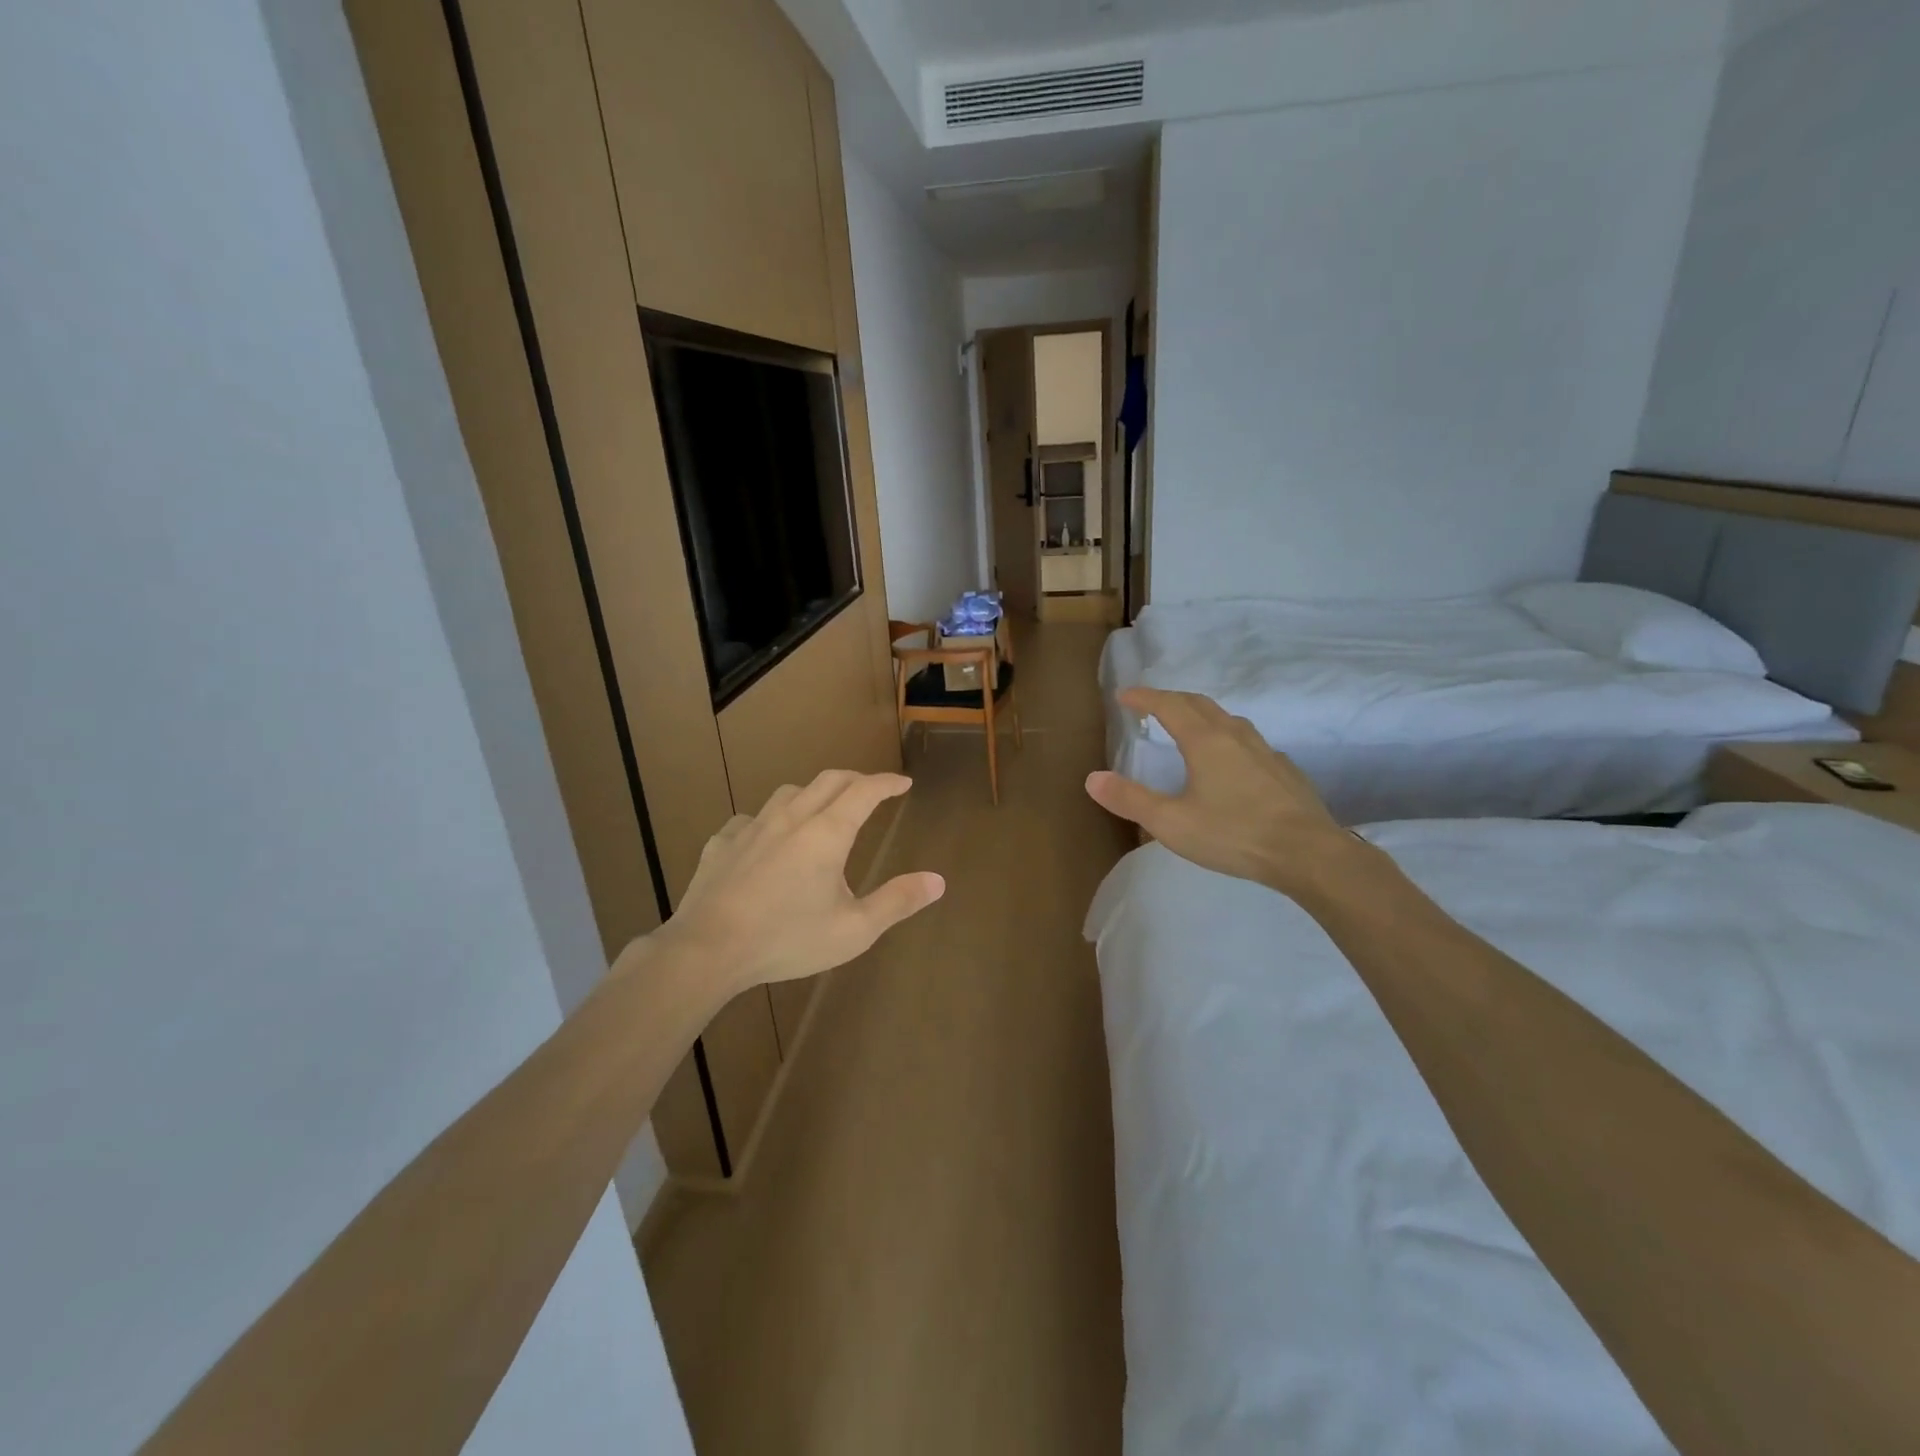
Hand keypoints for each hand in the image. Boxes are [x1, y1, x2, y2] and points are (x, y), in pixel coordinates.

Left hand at [654, 769, 944, 997]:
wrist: (708, 950)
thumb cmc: (787, 939)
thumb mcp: (854, 930)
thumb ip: (897, 902)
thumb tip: (938, 881)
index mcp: (827, 833)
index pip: (865, 791)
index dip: (887, 783)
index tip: (903, 783)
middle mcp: (791, 818)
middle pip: (828, 780)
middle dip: (855, 780)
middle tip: (871, 790)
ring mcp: (752, 828)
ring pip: (788, 793)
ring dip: (813, 794)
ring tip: (820, 809)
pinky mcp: (721, 843)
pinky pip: (749, 820)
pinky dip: (768, 822)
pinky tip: (765, 840)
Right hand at [1085, 688, 1368, 897]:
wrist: (1309, 853)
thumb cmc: (1234, 834)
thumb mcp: (1171, 822)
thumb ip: (1130, 799)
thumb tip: (1092, 778)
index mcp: (1205, 741)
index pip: (1169, 705)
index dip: (1144, 697)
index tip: (1123, 696)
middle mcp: (1235, 736)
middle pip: (1199, 704)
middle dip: (1171, 699)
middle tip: (1151, 706)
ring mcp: (1265, 751)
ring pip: (1228, 719)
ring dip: (1201, 715)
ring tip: (1188, 728)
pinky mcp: (1284, 771)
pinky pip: (1249, 741)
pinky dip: (1227, 738)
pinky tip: (1231, 763)